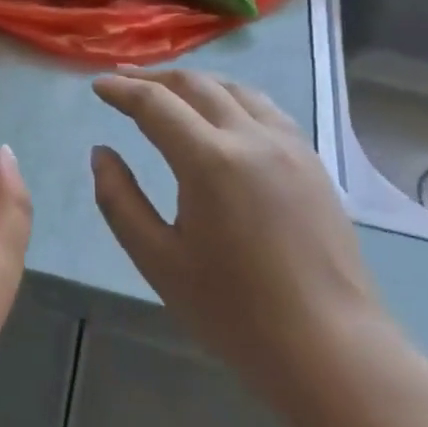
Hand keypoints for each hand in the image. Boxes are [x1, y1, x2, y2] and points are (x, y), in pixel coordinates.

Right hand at [90, 71, 392, 410]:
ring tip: (168, 89)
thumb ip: (119, 200)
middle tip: (123, 80)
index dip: (121, 90)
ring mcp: (290, 146)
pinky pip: (265, 109)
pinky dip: (231, 97)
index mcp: (210, 161)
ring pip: (235, 89)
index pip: (155, 104)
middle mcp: (252, 138)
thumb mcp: (157, 260)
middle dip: (154, 77)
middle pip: (196, 85)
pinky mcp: (312, 162)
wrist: (330, 349)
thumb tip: (101, 153)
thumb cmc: (234, 311)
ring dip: (194, 82)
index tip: (97, 85)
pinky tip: (222, 113)